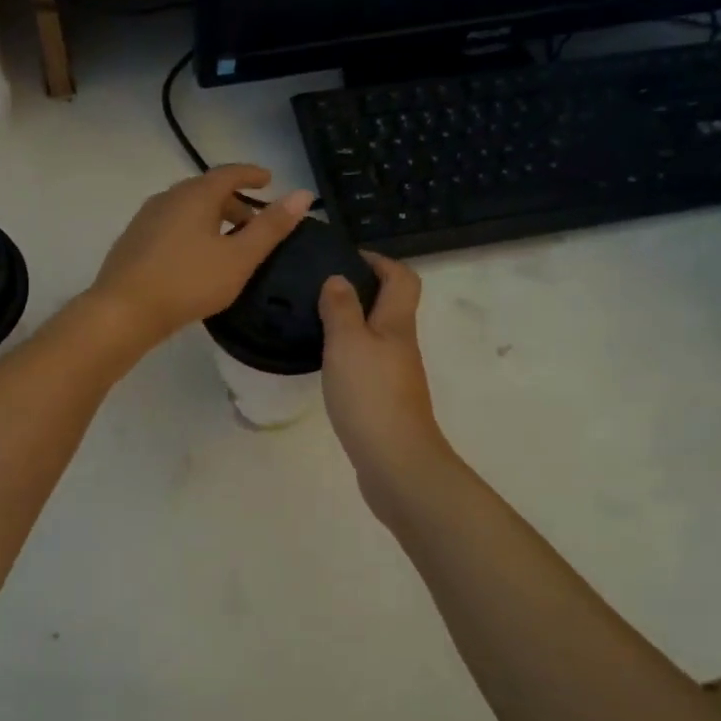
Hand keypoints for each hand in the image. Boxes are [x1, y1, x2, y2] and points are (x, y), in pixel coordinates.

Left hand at [89, 166, 313, 350]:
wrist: (123, 311)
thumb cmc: (188, 282)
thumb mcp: (239, 258)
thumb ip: (271, 227)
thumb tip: (302, 194)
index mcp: (195, 195)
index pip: (229, 173)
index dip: (252, 174)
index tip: (269, 179)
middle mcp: (168, 197)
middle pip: (206, 190)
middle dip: (234, 201)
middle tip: (255, 222)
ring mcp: (146, 218)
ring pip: (187, 208)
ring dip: (212, 217)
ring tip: (229, 243)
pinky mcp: (134, 241)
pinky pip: (171, 224)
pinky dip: (192, 230)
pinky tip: (196, 258)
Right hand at [318, 255, 454, 512]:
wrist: (396, 462)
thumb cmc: (371, 395)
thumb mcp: (347, 344)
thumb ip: (341, 309)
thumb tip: (338, 278)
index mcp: (397, 324)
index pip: (401, 278)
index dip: (380, 261)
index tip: (347, 257)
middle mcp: (402, 346)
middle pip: (392, 306)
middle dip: (363, 291)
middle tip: (322, 290)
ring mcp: (397, 376)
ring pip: (379, 336)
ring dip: (355, 324)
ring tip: (317, 323)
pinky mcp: (386, 401)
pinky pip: (369, 364)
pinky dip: (351, 355)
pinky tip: (327, 364)